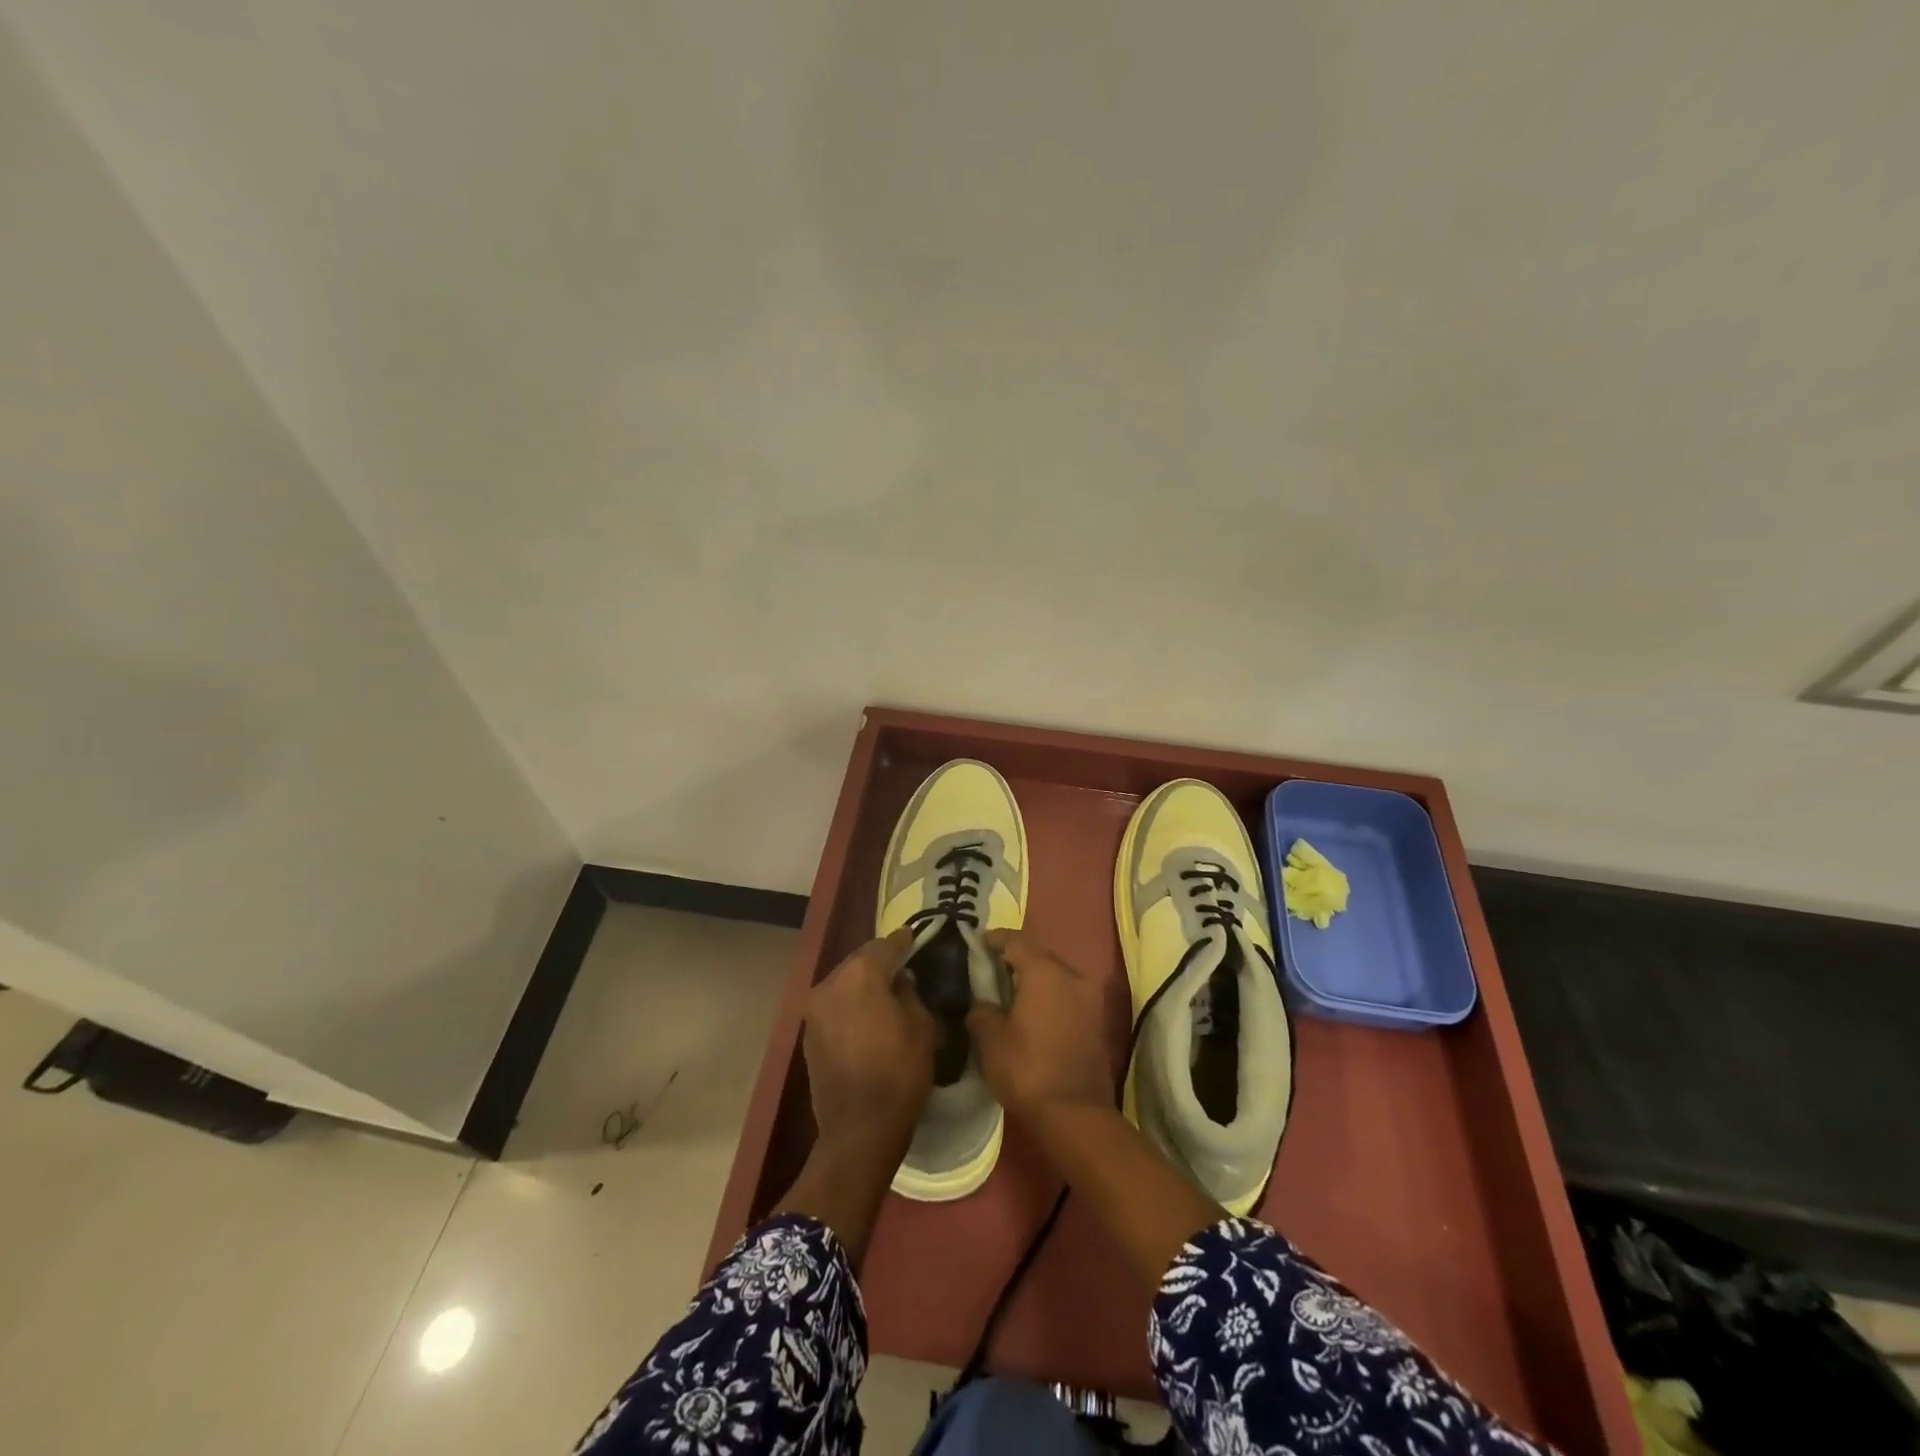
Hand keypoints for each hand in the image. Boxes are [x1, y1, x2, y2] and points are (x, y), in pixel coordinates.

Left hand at [803, 929, 935, 1153]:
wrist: (859, 1129)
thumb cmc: (899, 1074)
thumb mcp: (922, 1026)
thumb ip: (910, 992)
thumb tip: (900, 980)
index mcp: (861, 975)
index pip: (886, 945)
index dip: (904, 941)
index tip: (915, 937)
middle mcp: (831, 982)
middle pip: (860, 960)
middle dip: (881, 960)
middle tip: (903, 965)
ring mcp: (815, 1008)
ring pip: (844, 981)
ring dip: (863, 981)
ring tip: (885, 991)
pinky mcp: (808, 1032)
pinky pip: (834, 1004)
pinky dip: (850, 1002)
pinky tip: (866, 1015)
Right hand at [966, 930, 1114, 1125]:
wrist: (1075, 1114)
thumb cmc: (1027, 1069)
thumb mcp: (990, 1039)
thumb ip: (981, 1010)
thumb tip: (983, 1003)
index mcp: (1045, 971)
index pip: (1016, 941)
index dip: (995, 939)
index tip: (978, 943)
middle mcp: (1072, 975)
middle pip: (1039, 955)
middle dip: (1016, 959)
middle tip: (991, 969)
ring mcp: (1090, 997)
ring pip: (1056, 975)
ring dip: (1035, 979)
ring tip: (1010, 992)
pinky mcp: (1098, 1019)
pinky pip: (1068, 995)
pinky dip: (1050, 996)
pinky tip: (1032, 1011)